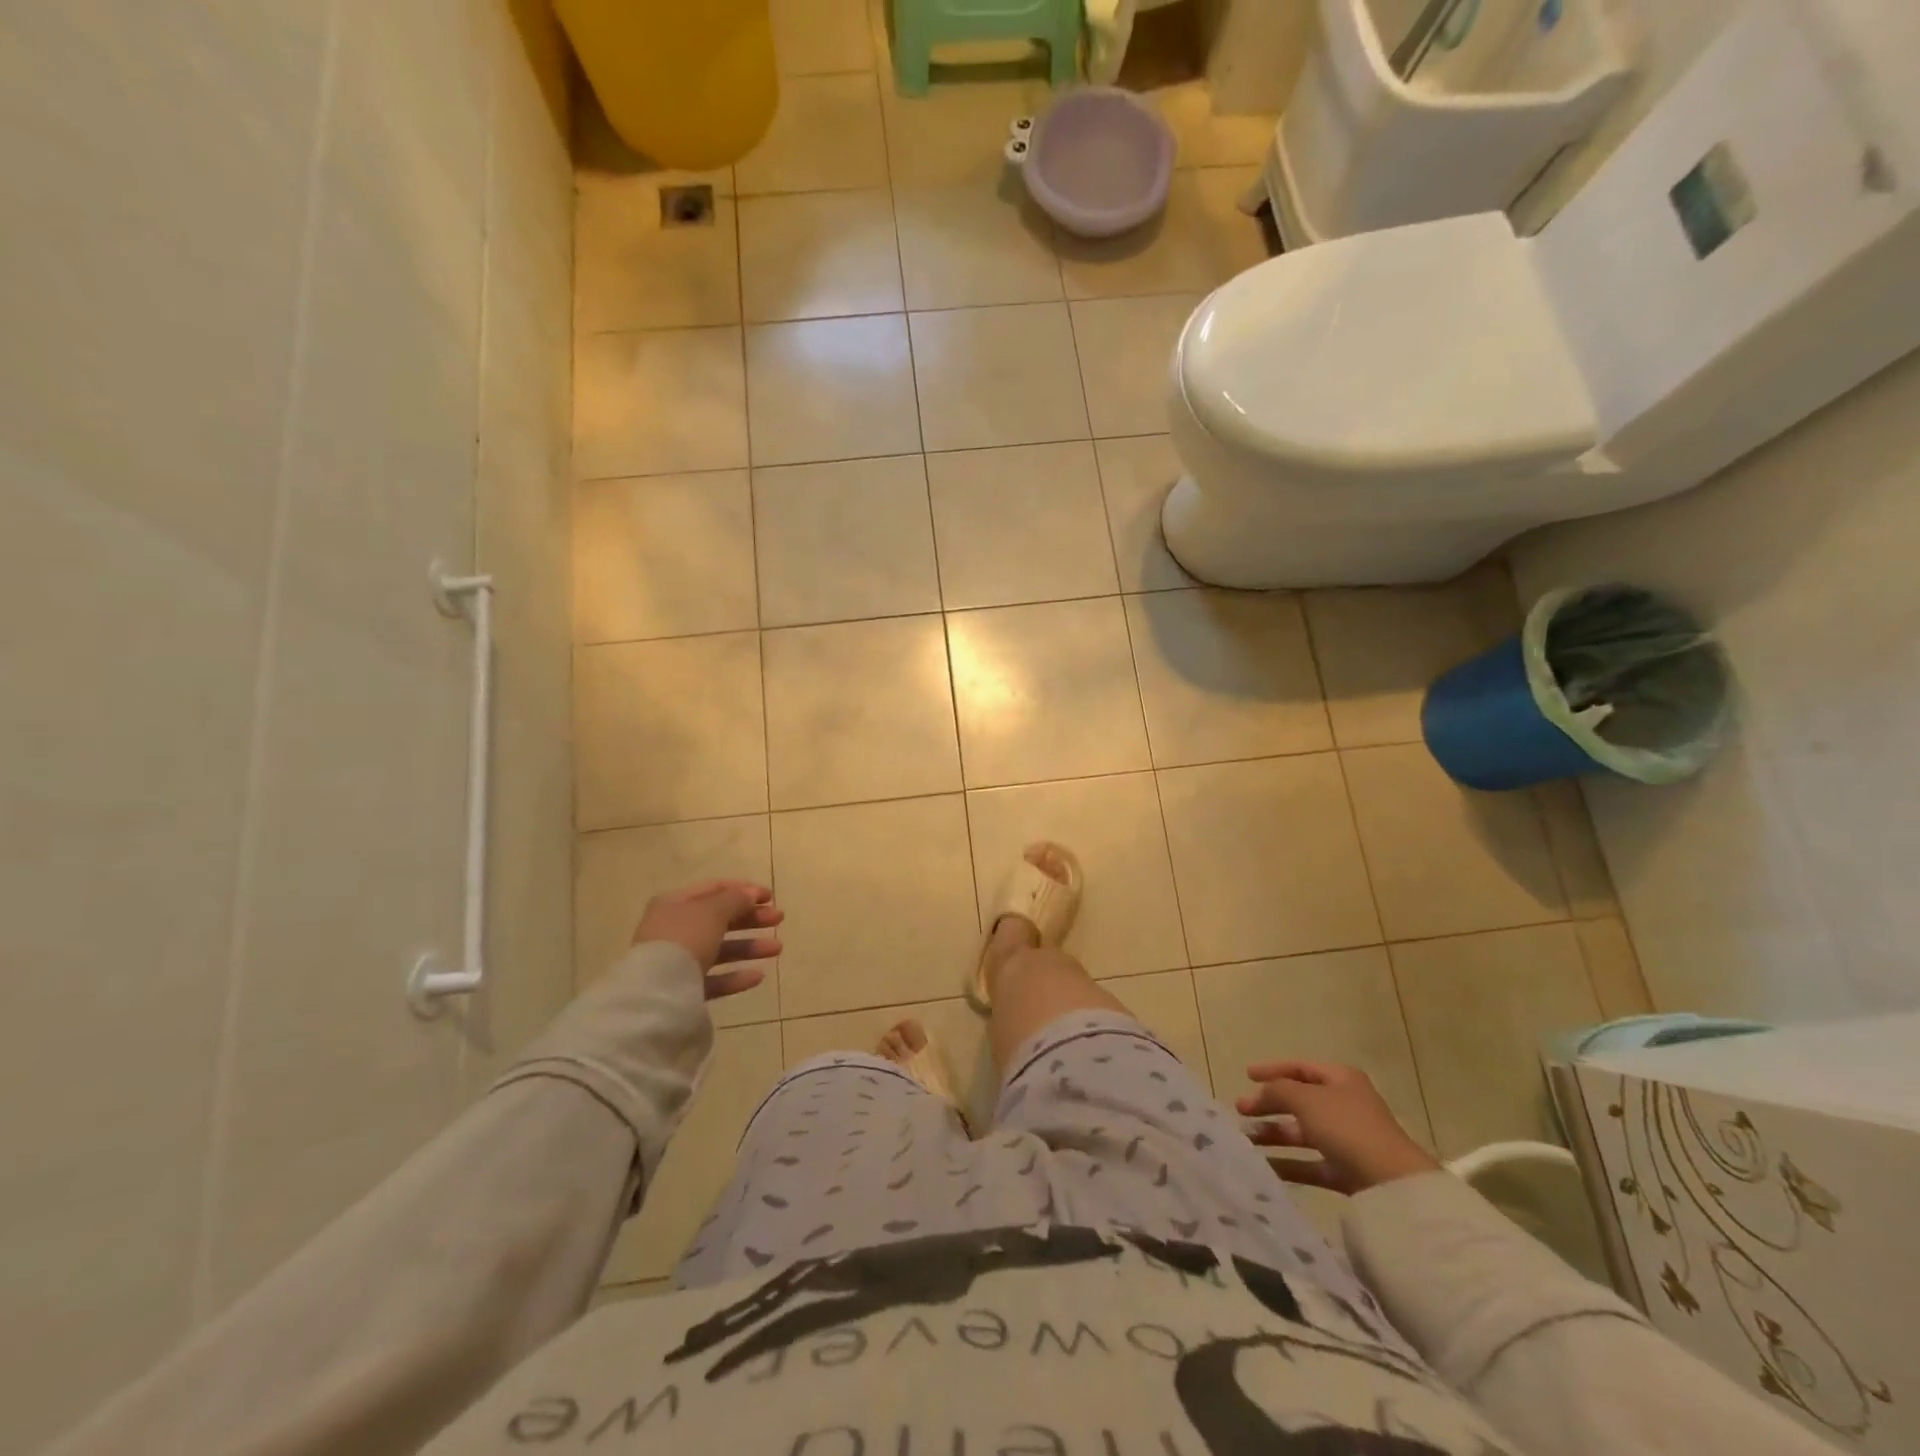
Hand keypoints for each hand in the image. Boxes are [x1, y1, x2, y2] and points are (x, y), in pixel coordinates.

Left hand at [631, 880, 783, 1002]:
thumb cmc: (685, 938)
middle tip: (778, 920)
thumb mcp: (714, 911)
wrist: (655, 992)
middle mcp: (674, 929)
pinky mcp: (682, 989)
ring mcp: (677, 960)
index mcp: (675, 903)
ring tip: (777, 948)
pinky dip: (735, 976)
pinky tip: (758, 976)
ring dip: (749, 947)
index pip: (714, 889)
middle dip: (751, 919)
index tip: (770, 897)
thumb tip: (749, 895)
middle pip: (719, 919)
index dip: (743, 890)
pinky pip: (713, 978)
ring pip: (719, 949)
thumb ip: (736, 900)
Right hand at [1237, 1060, 1439, 1195]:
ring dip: (1274, 1133)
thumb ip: (1277, 1091)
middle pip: (1299, 1100)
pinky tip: (1264, 1166)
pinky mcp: (1346, 1171)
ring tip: (1246, 1139)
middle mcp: (1344, 1105)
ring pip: (1302, 1132)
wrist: (1392, 1184)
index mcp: (1340, 1079)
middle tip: (1240, 1110)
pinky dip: (1288, 1163)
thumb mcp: (1306, 1099)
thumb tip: (1258, 1093)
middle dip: (1268, 1104)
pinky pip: (1310, 1163)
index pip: (1300, 1068)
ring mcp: (1346, 1139)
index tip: (1246, 1075)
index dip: (1272, 1069)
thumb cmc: (1347, 1127)